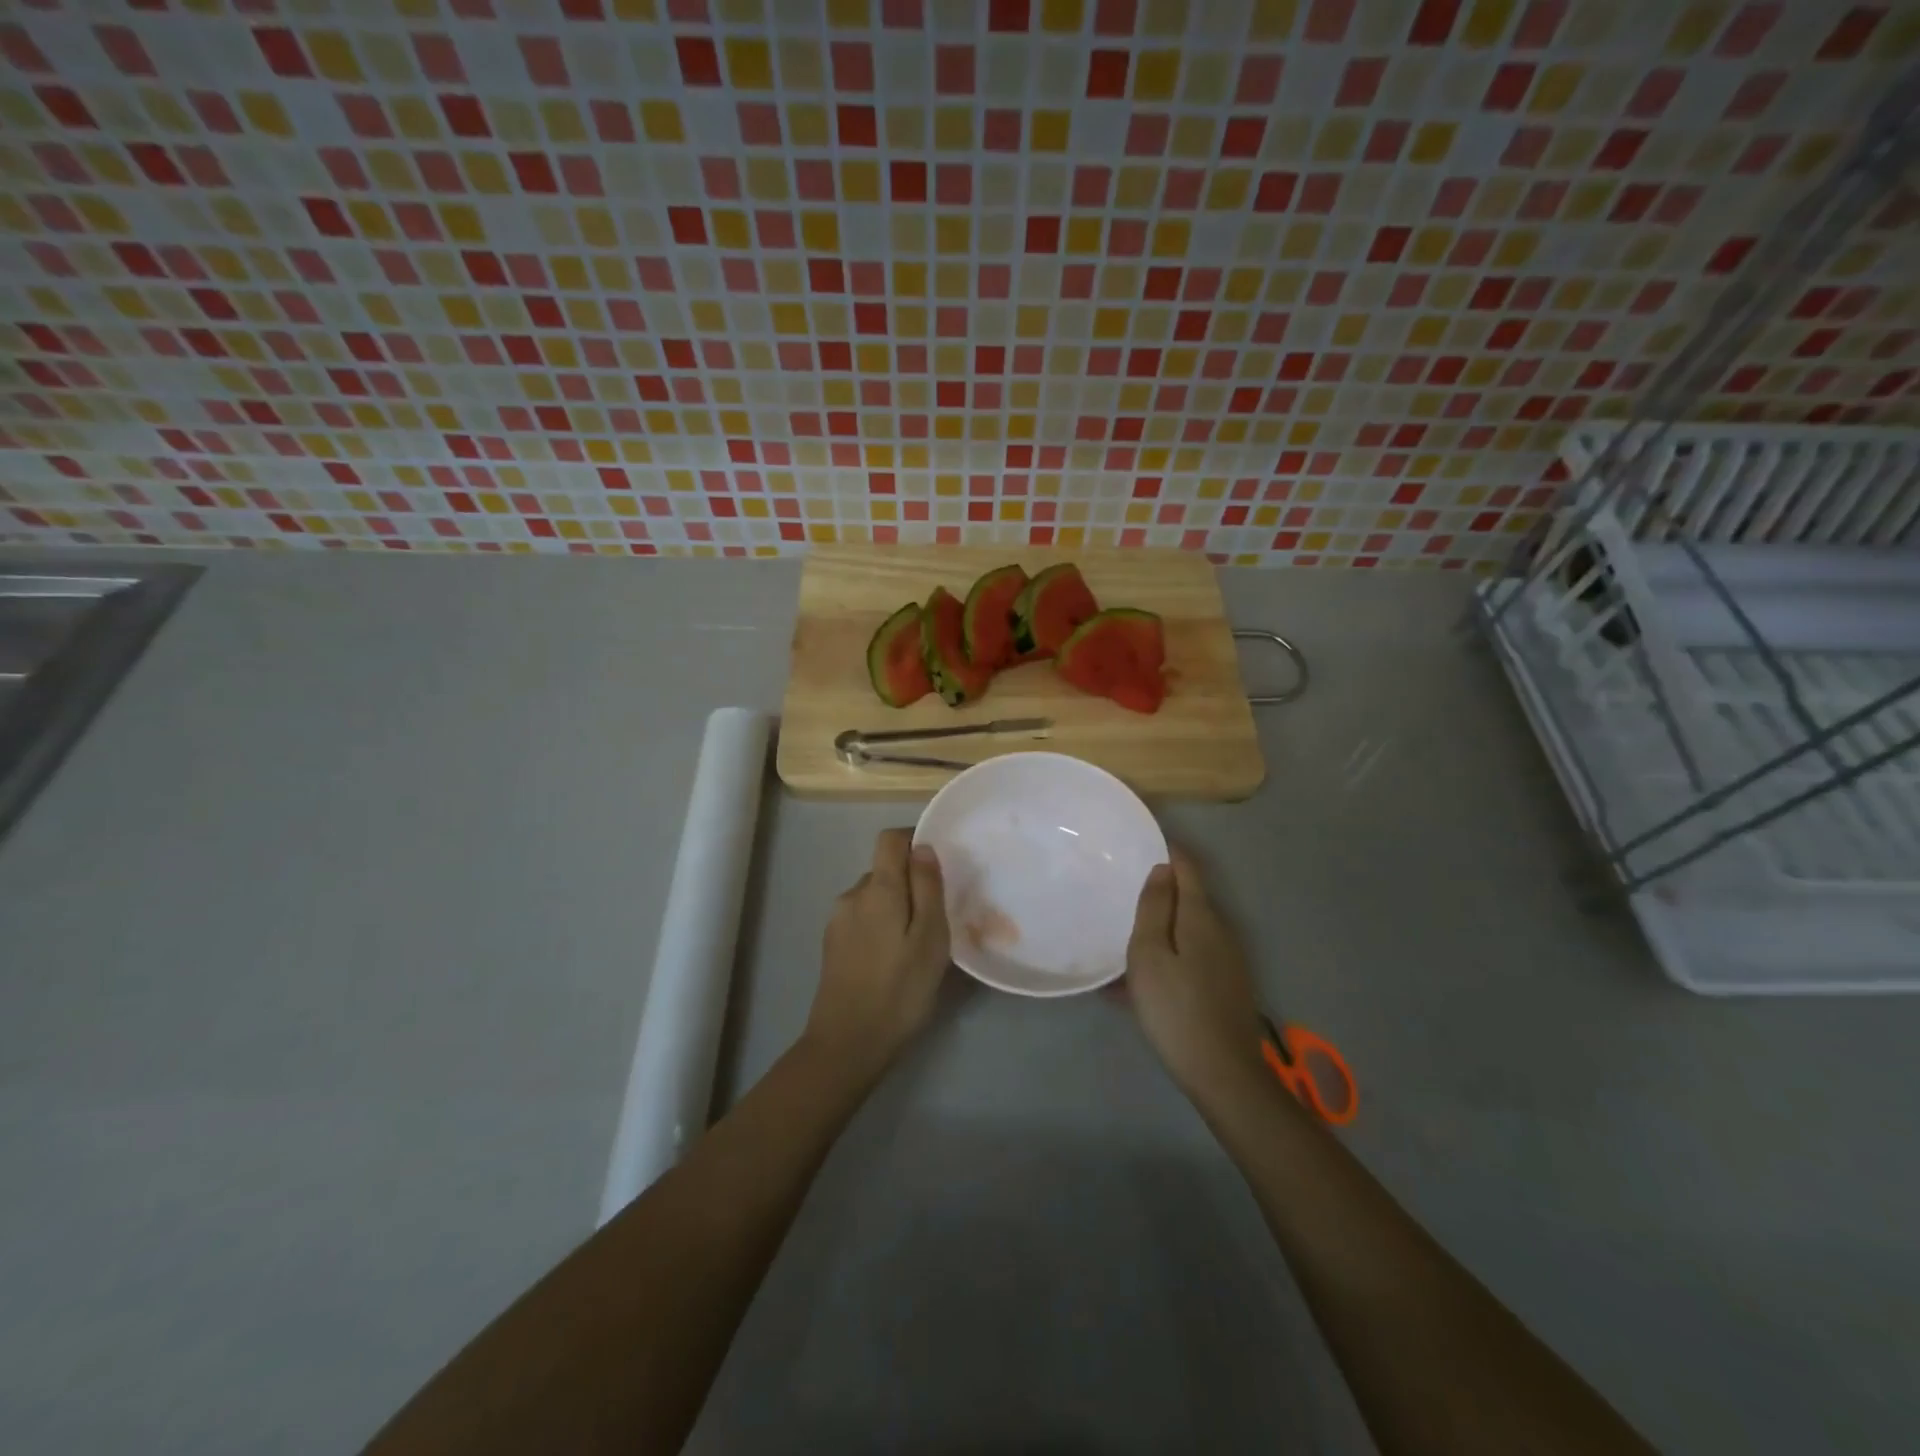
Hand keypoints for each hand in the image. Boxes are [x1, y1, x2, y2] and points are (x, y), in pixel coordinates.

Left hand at [804, 829, 950, 1080]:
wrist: (846, 1044)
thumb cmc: (899, 990)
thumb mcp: (930, 938)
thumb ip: (927, 888)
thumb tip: (922, 847)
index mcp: (877, 888)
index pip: (890, 839)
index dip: (914, 842)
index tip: (939, 868)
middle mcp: (852, 895)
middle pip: (884, 871)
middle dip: (910, 884)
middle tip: (937, 919)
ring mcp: (837, 921)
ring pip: (874, 898)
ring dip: (896, 910)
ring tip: (917, 946)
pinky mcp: (832, 945)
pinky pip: (863, 920)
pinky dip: (881, 928)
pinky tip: (893, 962)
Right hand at [1124, 848, 1266, 1097]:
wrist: (1223, 1073)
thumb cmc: (1175, 1008)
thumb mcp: (1149, 955)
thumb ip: (1154, 908)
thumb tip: (1163, 870)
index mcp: (1200, 917)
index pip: (1187, 869)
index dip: (1169, 852)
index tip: (1143, 843)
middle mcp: (1220, 931)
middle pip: (1190, 899)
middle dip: (1161, 891)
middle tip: (1125, 892)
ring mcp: (1228, 960)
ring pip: (1189, 930)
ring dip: (1162, 927)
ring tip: (1128, 938)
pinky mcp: (1227, 985)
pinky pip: (1192, 956)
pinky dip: (1169, 955)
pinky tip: (1145, 980)